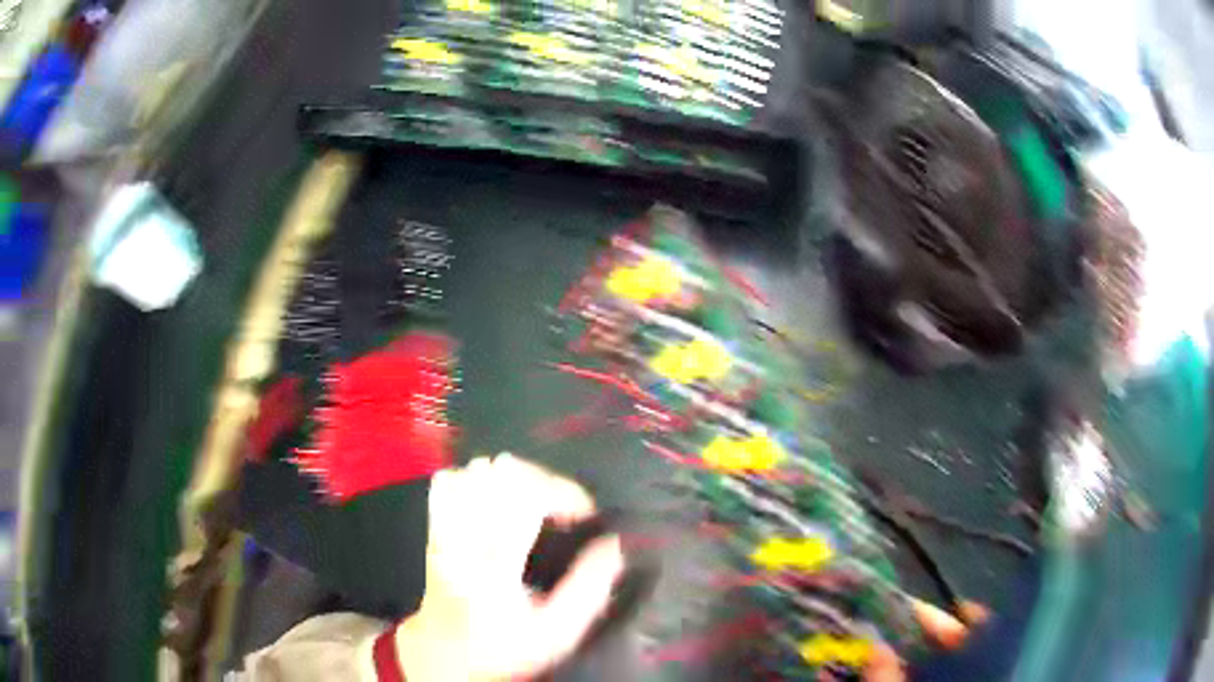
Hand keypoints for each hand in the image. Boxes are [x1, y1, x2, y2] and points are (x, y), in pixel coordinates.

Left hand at [395, 454, 623, 680]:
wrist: (444, 653)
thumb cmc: (504, 647)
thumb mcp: (556, 633)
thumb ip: (589, 589)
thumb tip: (613, 544)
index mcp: (495, 568)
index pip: (525, 499)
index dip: (563, 493)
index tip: (583, 516)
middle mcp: (464, 540)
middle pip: (500, 474)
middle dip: (544, 481)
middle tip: (562, 510)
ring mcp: (443, 528)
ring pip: (474, 472)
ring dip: (514, 479)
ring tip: (534, 504)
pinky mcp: (432, 525)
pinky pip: (449, 481)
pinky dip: (478, 480)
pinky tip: (496, 501)